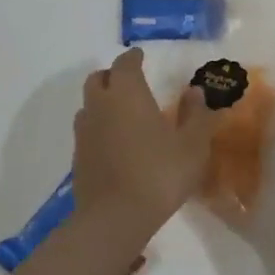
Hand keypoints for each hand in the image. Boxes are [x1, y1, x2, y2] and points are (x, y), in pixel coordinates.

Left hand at [73, 49, 214, 232]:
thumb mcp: (193, 145)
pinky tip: (115, 143)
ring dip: (103, 101)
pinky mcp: (78, 157)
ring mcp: (84, 132)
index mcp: (127, 93)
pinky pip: (87, 131)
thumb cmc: (159, 173)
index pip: (125, 63)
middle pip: (98, 79)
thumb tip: (195, 92)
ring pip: (89, 104)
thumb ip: (197, 115)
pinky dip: (99, 128)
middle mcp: (100, 105)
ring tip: (123, 113)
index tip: (141, 56)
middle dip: (113, 76)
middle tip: (131, 82)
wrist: (115, 217)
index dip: (134, 58)